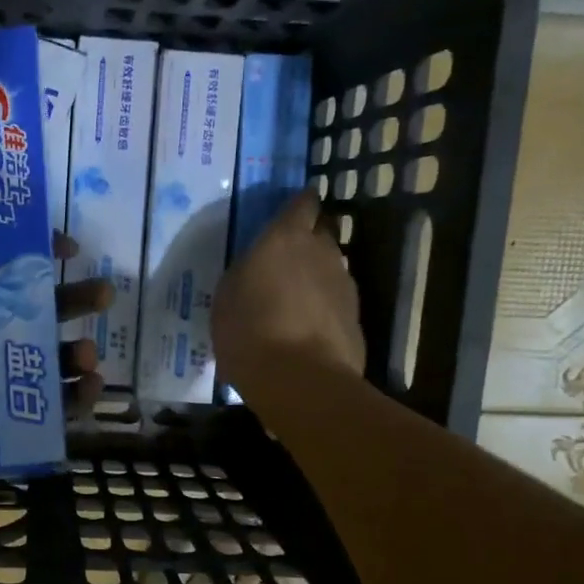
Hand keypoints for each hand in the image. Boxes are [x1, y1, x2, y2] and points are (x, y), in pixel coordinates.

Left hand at [0, 143, 111, 492]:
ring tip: (92, 357)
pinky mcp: (5, 420)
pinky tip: (88, 389)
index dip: (44, 256)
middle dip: (76, 303)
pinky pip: (50, 407)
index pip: (14, 268)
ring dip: (79, 353)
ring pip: (51, 360)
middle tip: (107, 296)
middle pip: (41, 313)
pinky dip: (74, 399)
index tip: (74, 251)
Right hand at [211, 189, 365, 401]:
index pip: (302, 203)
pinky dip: (324, 306)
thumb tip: (257, 270)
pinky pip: (336, 300)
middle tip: (288, 256)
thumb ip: (246, 273)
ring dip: (316, 275)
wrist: (301, 380)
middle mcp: (321, 251)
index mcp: (285, 238)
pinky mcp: (356, 316)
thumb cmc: (250, 332)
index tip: (293, 210)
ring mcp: (344, 283)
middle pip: (322, 231)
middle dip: (310, 237)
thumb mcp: (227, 297)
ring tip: (294, 298)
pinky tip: (307, 327)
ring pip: (331, 267)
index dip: (299, 204)